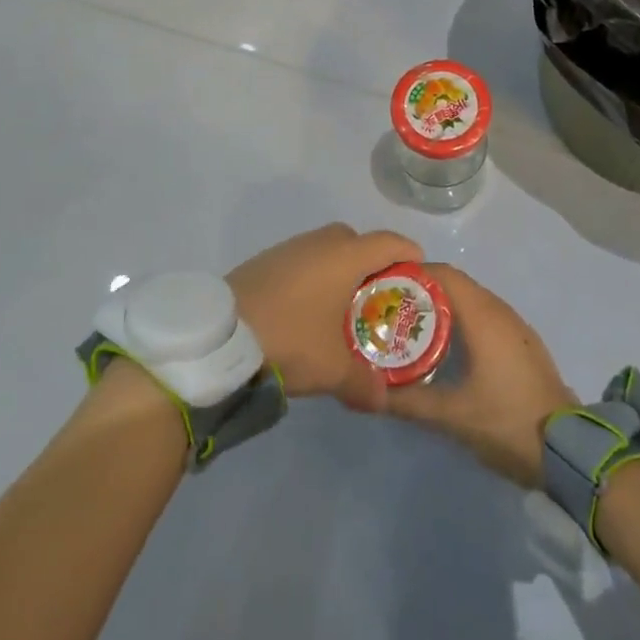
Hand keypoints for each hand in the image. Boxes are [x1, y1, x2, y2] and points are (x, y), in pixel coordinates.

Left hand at [228, 223, 422, 412]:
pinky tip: (306, 309)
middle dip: (371, 262)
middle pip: (357, 240)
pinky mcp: (265, 261)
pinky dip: (313, 276)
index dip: (408, 253)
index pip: (388, 241)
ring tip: (341, 305)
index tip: (419, 270)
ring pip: (326, 249)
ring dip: (338, 268)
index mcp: (345, 256)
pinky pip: (302, 260)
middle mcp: (320, 243)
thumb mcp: (331, 369)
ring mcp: (289, 248)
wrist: (220, 336)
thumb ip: (363, 382)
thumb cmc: (289, 339)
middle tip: (378, 294)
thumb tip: (383, 399)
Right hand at [385, 264, 575, 487]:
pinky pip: (485, 316)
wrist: (567, 448)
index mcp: (483, 316)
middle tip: (392, 311)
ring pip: (472, 301)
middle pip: (456, 285)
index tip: (386, 288)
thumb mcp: (452, 416)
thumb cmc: (507, 422)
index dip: (413, 275)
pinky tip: (448, 346)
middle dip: (423, 292)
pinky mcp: (522, 343)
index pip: (444, 275)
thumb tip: (372, 392)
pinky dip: (462, 320)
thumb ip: (409, 401)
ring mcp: (515, 326)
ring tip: (412, 328)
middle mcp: (500, 310)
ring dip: (443, 306)